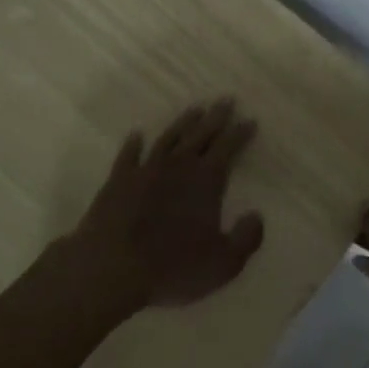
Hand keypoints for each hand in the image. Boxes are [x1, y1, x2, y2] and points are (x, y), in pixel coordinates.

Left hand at [65, 99, 265, 314]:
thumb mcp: (224, 263)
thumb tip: (257, 215)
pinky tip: (137, 135)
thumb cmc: (173, 267)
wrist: (111, 267)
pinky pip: (128, 156)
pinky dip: (134, 144)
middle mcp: (177, 167)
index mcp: (206, 181)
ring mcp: (145, 170)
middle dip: (216, 117)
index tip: (249, 120)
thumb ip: (246, 238)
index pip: (228, 148)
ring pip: (168, 138)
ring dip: (182, 123)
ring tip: (194, 110)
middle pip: (200, 135)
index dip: (240, 133)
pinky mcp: (118, 181)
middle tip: (225, 100)